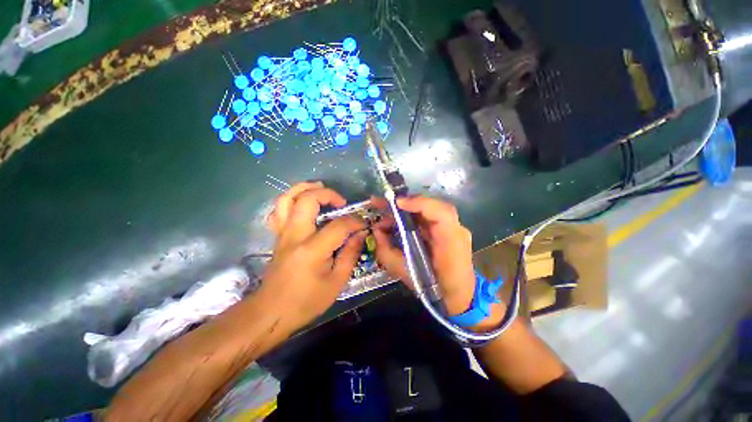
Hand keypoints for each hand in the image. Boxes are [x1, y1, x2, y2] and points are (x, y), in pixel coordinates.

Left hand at [262, 182, 365, 330]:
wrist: (270, 312)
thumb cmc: (306, 301)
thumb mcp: (336, 282)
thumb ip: (350, 254)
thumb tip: (361, 234)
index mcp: (312, 250)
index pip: (339, 225)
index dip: (355, 221)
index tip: (364, 224)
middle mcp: (294, 235)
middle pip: (307, 200)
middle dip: (328, 194)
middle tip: (341, 202)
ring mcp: (282, 233)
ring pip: (286, 198)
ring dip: (304, 188)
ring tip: (320, 189)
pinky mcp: (277, 236)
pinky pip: (279, 210)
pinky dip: (291, 200)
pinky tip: (303, 203)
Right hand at [372, 196, 503, 330]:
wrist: (460, 297)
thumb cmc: (434, 289)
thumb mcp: (406, 273)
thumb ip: (388, 252)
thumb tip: (376, 231)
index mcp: (451, 242)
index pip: (442, 213)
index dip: (419, 203)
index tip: (396, 203)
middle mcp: (456, 230)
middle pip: (431, 206)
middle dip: (404, 203)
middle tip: (380, 203)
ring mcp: (454, 228)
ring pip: (428, 210)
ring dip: (405, 210)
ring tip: (384, 216)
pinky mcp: (448, 230)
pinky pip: (428, 218)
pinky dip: (411, 216)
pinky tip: (396, 221)